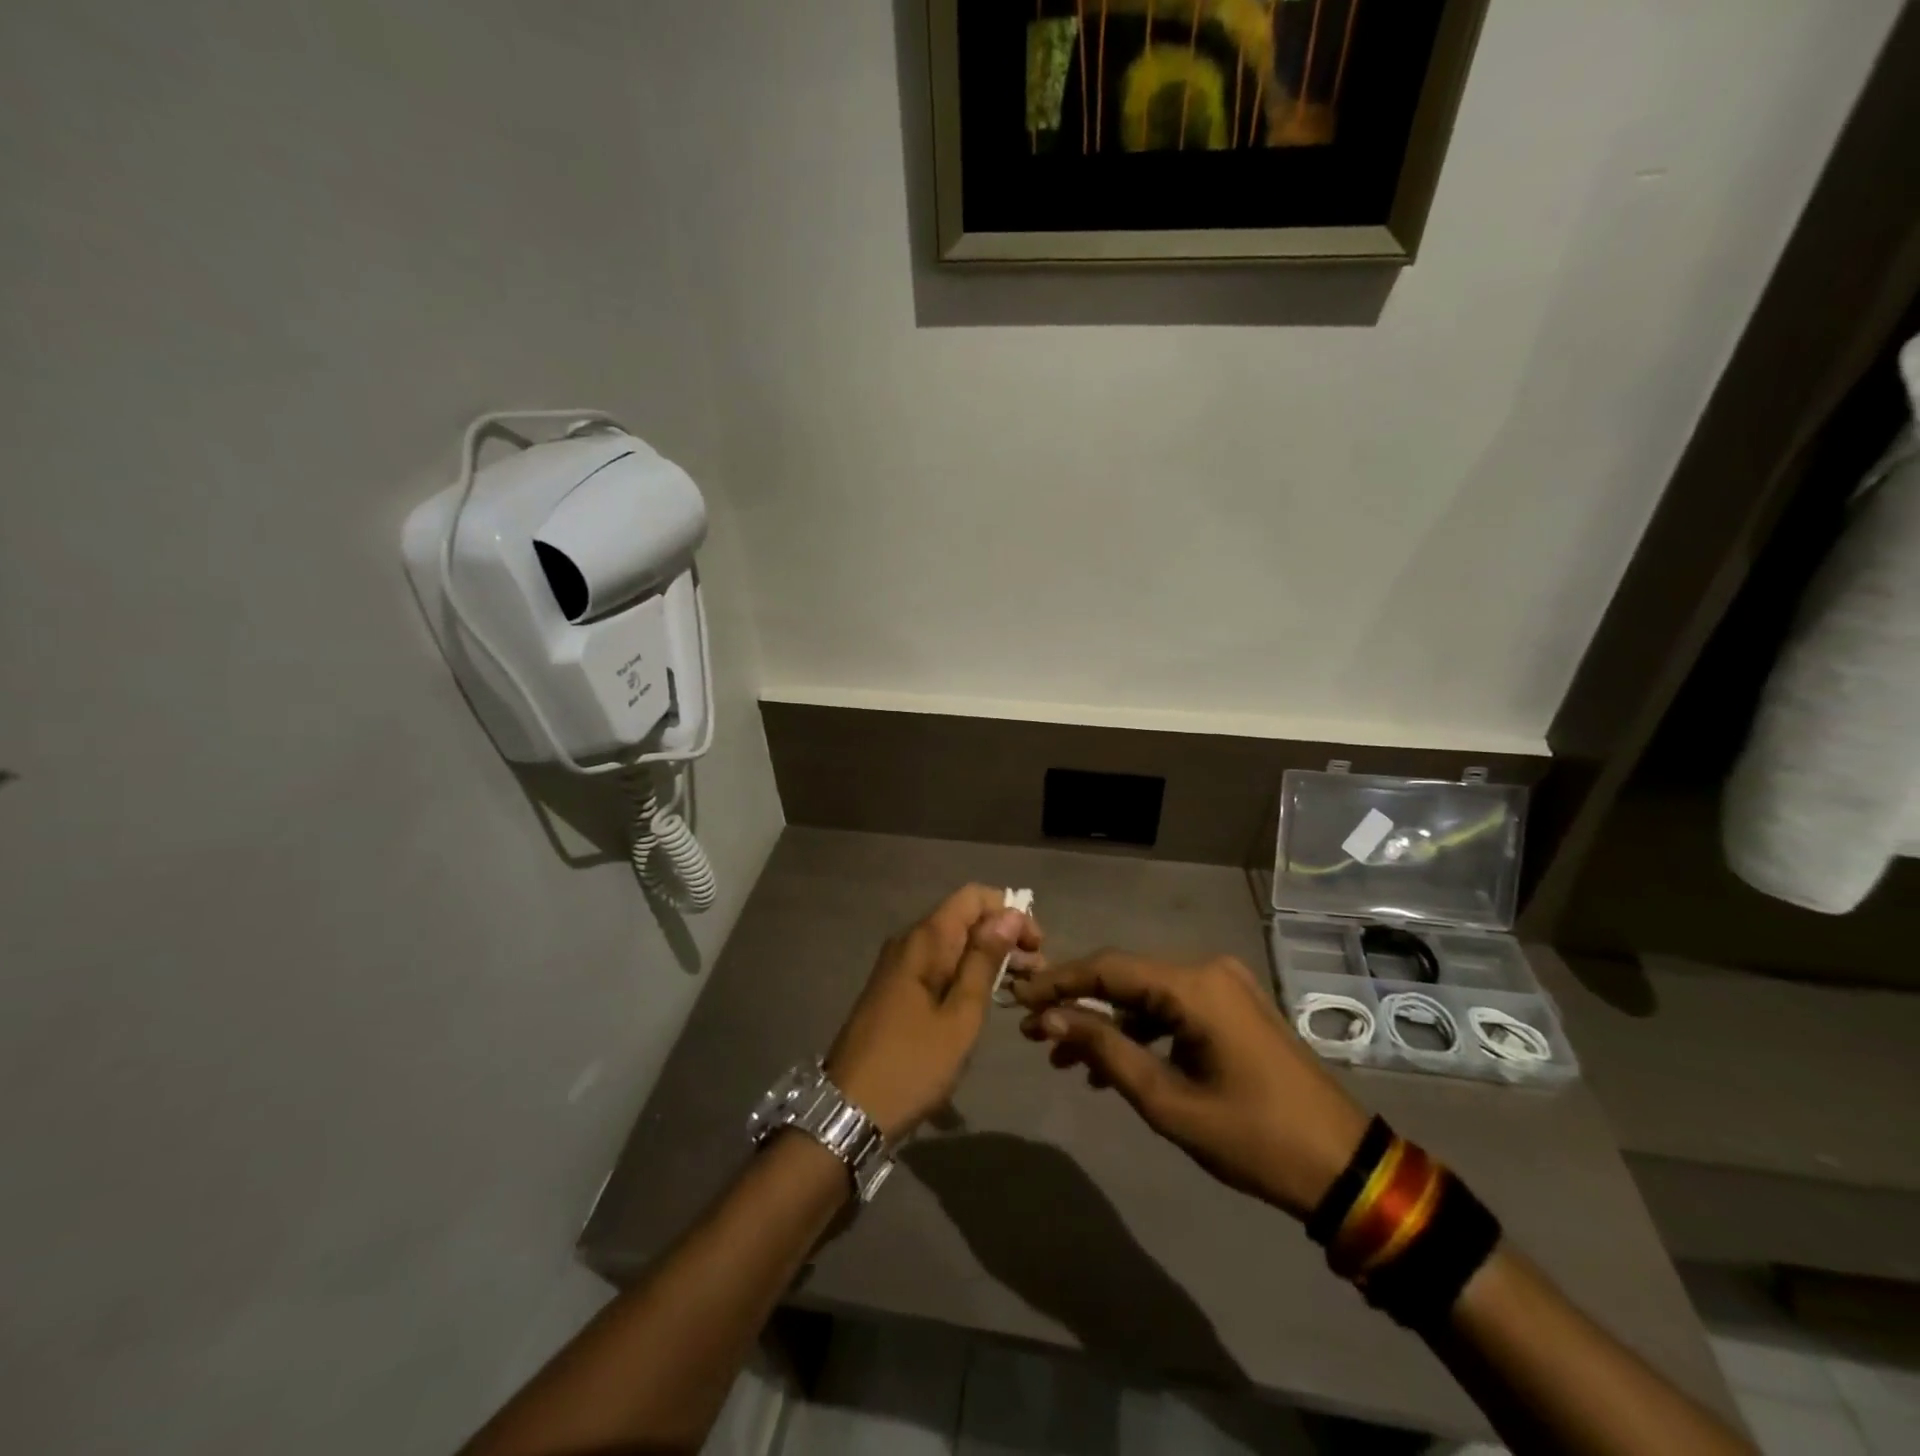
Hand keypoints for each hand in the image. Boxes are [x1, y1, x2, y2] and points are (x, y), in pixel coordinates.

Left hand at [825, 885, 1042, 1141]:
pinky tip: (987, 999)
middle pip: (964, 918)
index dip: (1009, 911)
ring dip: (988, 957)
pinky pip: (938, 965)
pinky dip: (966, 973)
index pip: (973, 896)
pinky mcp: (895, 989)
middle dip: (1003, 936)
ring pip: (952, 944)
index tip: (1036, 945)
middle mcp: (909, 942)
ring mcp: (898, 966)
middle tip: (1037, 972)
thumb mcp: (960, 1016)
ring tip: (1021, 988)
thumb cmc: (912, 1064)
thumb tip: (1009, 914)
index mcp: (924, 940)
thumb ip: (984, 961)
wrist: (849, 1110)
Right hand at [1014, 951, 1368, 1219]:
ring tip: (1066, 1060)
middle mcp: (1207, 970)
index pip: (1108, 968)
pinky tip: (1114, 1065)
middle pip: (1125, 977)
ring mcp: (1224, 986)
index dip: (1058, 982)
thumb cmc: (1253, 1138)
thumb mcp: (1168, 1101)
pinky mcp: (1233, 1008)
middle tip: (1032, 1035)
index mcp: (1195, 985)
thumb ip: (1105, 1051)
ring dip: (1106, 1023)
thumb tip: (1049, 1018)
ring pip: (1146, 995)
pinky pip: (1173, 1009)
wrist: (1344, 1167)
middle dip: (1077, 1005)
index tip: (1017, 999)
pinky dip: (1140, 1032)